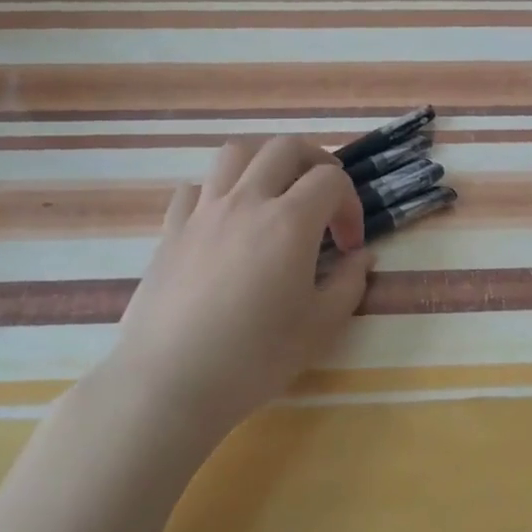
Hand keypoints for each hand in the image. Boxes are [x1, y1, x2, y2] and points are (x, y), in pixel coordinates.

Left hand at [100, 137, 371, 441]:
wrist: (170, 382)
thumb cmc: (254, 358)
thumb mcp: (319, 327)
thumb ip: (349, 284)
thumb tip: (361, 258)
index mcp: (289, 222)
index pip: (331, 181)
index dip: (350, 205)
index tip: (349, 246)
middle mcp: (246, 201)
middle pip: (285, 148)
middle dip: (316, 162)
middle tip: (324, 197)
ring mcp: (203, 212)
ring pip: (235, 154)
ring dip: (265, 161)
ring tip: (275, 192)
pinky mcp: (171, 230)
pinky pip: (194, 188)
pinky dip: (217, 191)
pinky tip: (224, 221)